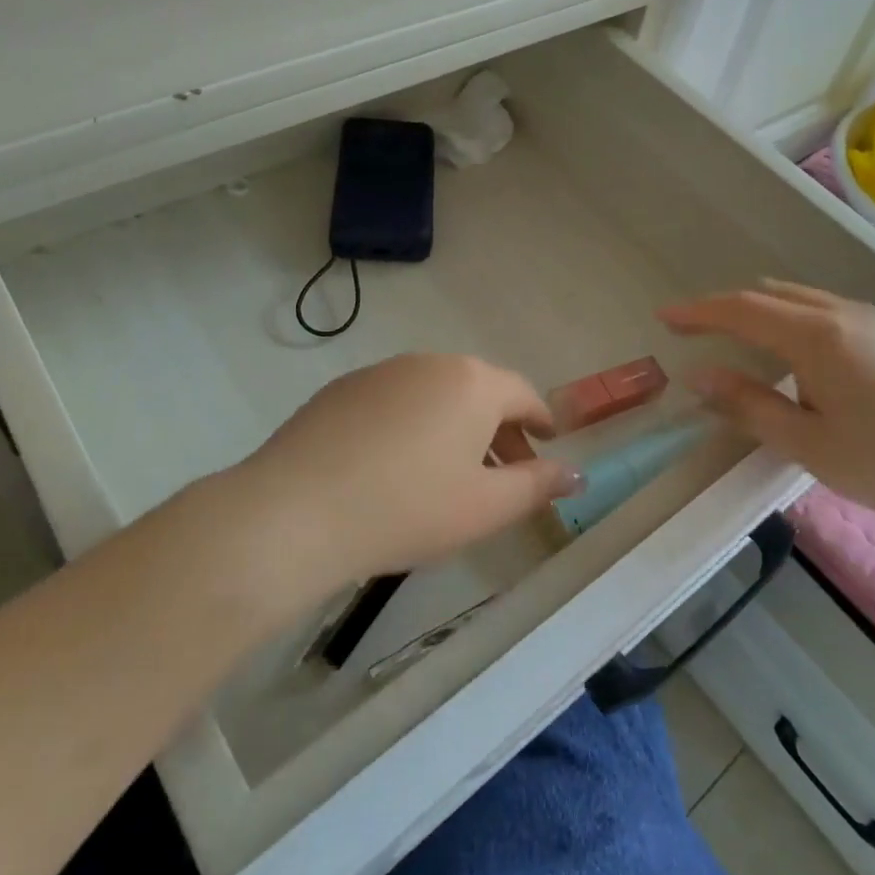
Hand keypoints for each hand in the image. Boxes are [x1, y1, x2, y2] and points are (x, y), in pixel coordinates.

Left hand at [234, 354, 580, 596]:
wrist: (296, 511)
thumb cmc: (408, 508)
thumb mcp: (486, 506)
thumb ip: (538, 485)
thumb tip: (578, 473)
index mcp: (472, 383)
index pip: (523, 394)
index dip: (541, 421)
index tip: (548, 443)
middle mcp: (430, 363)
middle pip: (479, 391)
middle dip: (499, 429)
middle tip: (505, 471)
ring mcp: (381, 372)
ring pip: (435, 394)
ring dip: (455, 426)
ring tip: (451, 473)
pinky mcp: (342, 389)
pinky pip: (395, 401)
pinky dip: (412, 425)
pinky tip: (396, 466)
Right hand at [659, 281, 874, 538]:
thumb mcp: (805, 442)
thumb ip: (748, 404)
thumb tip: (699, 377)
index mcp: (817, 336)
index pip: (742, 310)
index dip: (698, 311)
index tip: (663, 316)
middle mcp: (843, 314)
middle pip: (770, 295)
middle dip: (727, 308)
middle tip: (696, 331)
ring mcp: (873, 321)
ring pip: (801, 298)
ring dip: (762, 311)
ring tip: (738, 340)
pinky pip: (826, 310)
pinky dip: (793, 318)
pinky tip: (795, 353)